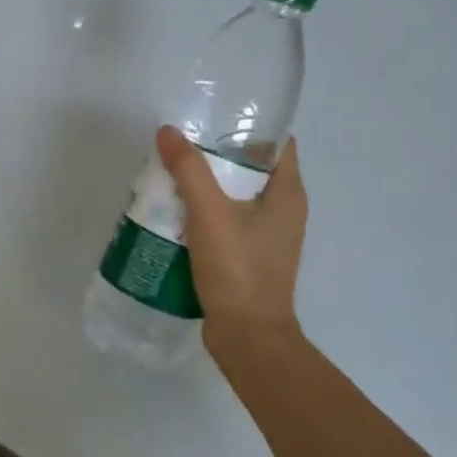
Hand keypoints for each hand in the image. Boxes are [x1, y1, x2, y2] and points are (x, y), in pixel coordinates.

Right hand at [156, 125, 307, 352]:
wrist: (247, 336)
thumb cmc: (238, 269)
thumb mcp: (210, 213)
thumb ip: (189, 170)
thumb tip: (168, 132)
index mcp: (288, 194)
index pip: (276, 144)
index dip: (247, 127)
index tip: (211, 121)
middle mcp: (284, 212)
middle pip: (250, 170)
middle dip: (215, 158)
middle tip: (180, 150)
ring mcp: (267, 238)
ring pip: (235, 199)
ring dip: (205, 189)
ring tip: (170, 180)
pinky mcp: (249, 259)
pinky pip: (226, 225)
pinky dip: (203, 217)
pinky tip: (173, 218)